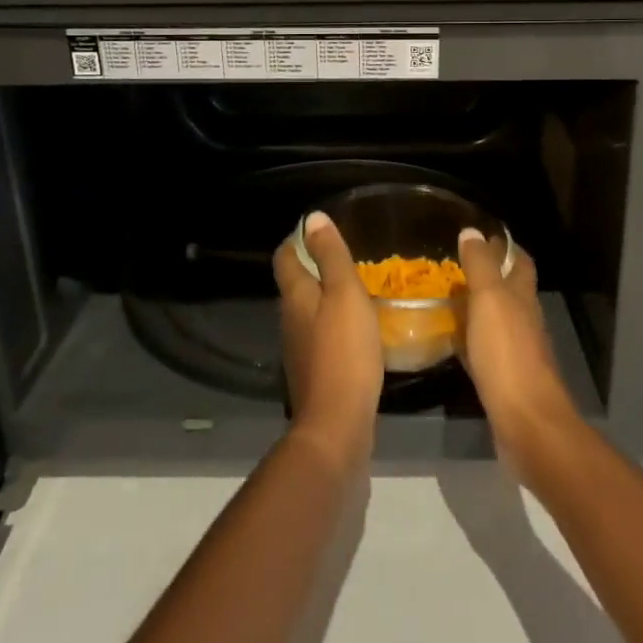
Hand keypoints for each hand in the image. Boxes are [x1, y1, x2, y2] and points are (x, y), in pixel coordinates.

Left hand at [273, 211, 384, 469]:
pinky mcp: (313, 372)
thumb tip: (313, 218)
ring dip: (325, 298)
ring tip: (354, 289)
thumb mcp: (345, 294)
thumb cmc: (344, 351)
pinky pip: (320, 337)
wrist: (337, 424)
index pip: (286, 258)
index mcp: (295, 297)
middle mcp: (290, 320)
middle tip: (345, 256)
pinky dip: (334, 325)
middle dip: (314, 267)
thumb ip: (331, 256)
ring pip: (308, 312)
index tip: (318, 230)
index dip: (298, 240)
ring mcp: (299, 349)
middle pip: (295, 285)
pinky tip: (356, 329)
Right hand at [456, 230, 577, 460]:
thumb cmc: (507, 354)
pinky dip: (469, 339)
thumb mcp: (490, 300)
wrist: (526, 421)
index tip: (479, 236)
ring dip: (475, 307)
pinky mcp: (504, 377)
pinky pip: (485, 348)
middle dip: (486, 276)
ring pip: (496, 319)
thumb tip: (472, 231)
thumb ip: (480, 266)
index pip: (519, 261)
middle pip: (508, 289)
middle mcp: (524, 319)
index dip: (504, 247)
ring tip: (445, 298)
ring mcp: (516, 350)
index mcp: (523, 296)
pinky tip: (451, 341)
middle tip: (453, 267)